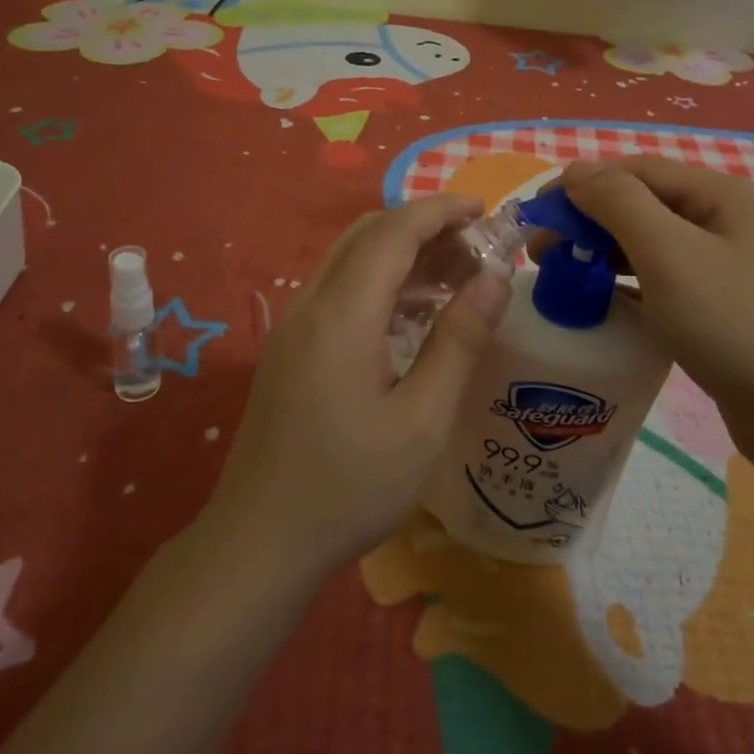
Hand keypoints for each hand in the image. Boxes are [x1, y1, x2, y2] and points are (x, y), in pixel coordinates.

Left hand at [204, 194, 511, 581]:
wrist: (258, 544)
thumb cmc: (349, 488)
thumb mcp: (422, 421)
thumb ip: (459, 342)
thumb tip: (495, 280)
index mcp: (342, 315)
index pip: (393, 232)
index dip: (440, 210)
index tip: (485, 210)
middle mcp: (310, 305)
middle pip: (368, 235)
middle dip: (424, 227)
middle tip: (476, 248)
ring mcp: (293, 327)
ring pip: (351, 261)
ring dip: (402, 255)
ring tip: (456, 278)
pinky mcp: (289, 349)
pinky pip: (339, 291)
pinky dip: (381, 283)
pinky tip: (413, 316)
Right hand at [559, 157, 753, 464]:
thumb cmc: (735, 325)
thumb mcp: (669, 254)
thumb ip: (618, 203)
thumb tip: (576, 172)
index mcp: (725, 196)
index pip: (638, 171)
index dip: (583, 185)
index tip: (536, 215)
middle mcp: (733, 222)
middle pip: (647, 205)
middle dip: (590, 222)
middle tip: (543, 253)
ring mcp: (736, 268)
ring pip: (657, 246)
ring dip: (607, 253)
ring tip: (564, 277)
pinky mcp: (731, 310)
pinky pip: (670, 282)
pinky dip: (633, 285)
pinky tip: (606, 303)